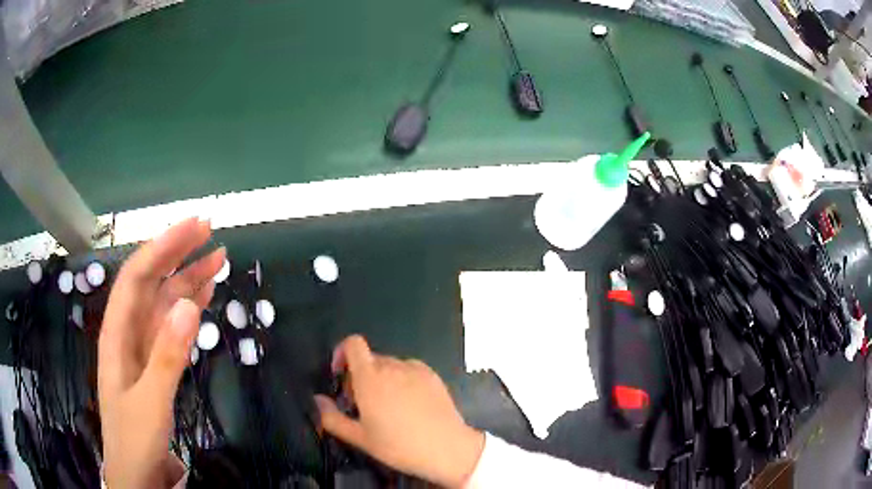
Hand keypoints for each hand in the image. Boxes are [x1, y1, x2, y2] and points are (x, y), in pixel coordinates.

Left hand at [98, 218, 224, 487]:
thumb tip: (190, 306)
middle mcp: (128, 330)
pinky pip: (172, 325)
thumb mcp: (150, 402)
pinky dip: (189, 307)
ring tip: (217, 258)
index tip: (193, 227)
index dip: (163, 247)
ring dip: (188, 278)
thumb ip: (167, 356)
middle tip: (209, 231)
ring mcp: (142, 345)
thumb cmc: (135, 439)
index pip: (137, 275)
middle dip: (176, 253)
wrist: (136, 472)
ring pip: (164, 301)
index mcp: (117, 332)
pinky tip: (204, 296)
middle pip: (151, 281)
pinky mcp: (155, 360)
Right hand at [315, 335, 484, 487]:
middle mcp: (392, 367)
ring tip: (388, 407)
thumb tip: (317, 400)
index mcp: (370, 378)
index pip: (353, 343)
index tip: (341, 375)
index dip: (342, 353)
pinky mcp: (433, 375)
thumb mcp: (360, 438)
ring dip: (381, 379)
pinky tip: (409, 405)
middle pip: (369, 359)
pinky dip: (402, 380)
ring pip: (390, 365)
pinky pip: (409, 370)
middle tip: (363, 404)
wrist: (447, 449)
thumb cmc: (399, 446)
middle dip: (360, 376)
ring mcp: (415, 369)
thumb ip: (331, 417)